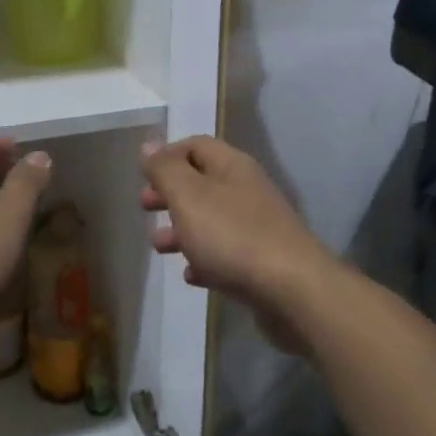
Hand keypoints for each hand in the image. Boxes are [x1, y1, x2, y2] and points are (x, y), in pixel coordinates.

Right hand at [140, 136, 343, 355]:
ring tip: (158, 246)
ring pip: (212, 220)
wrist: (291, 289)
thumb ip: (166, 170)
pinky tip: (191, 276)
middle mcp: (247, 190)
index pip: (197, 146)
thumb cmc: (233, 235)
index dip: (168, 155)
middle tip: (145, 207)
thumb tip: (149, 145)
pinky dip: (205, 259)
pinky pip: (226, 254)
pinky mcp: (262, 263)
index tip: (143, 175)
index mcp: (232, 167)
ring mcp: (258, 227)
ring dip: (182, 229)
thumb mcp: (189, 196)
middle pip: (203, 182)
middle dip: (171, 193)